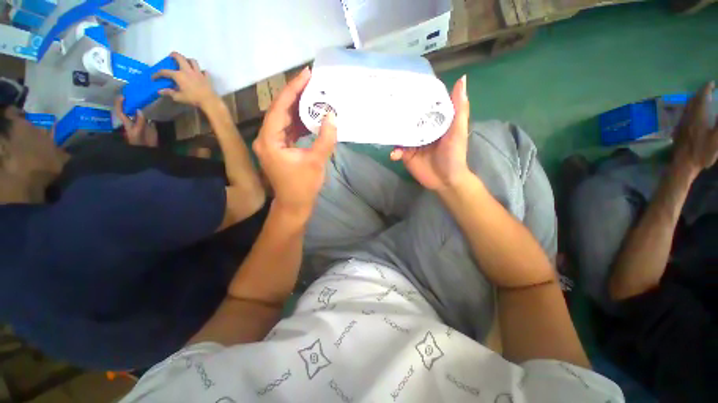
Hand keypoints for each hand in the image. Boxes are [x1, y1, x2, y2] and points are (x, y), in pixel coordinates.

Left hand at [114, 96, 157, 146]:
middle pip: (130, 110)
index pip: (121, 112)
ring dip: (142, 105)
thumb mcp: (138, 132)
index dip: (120, 104)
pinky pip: (150, 117)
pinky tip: (154, 107)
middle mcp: (134, 121)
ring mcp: (142, 123)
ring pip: (140, 112)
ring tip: (144, 98)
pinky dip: (151, 112)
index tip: (123, 96)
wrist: (149, 150)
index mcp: (128, 123)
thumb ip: (139, 122)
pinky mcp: (151, 125)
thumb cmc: (140, 142)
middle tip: (135, 93)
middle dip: (131, 102)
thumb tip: (139, 110)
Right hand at [154, 52, 217, 109]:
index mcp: (179, 75)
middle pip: (180, 58)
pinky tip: (200, 73)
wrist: (209, 101)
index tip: (153, 77)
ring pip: (193, 61)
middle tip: (171, 56)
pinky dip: (201, 71)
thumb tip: (159, 91)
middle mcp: (188, 71)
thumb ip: (169, 93)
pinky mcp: (206, 77)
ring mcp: (198, 73)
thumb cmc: (193, 99)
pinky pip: (204, 71)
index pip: (165, 72)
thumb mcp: (179, 97)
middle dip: (174, 55)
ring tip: (186, 62)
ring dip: (188, 60)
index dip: (157, 74)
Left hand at [253, 68, 336, 216]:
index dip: (293, 89)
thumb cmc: (303, 186)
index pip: (280, 108)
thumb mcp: (316, 161)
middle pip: (280, 110)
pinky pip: (288, 129)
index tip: (307, 74)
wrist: (294, 204)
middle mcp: (266, 138)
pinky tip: (310, 115)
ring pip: (284, 119)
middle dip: (296, 95)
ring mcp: (271, 143)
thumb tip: (332, 116)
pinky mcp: (279, 148)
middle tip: (313, 82)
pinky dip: (299, 121)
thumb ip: (325, 138)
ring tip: (314, 95)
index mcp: (269, 140)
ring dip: (298, 108)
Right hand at [390, 76, 471, 190]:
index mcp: (434, 122)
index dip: (416, 97)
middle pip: (409, 119)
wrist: (446, 180)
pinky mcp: (406, 155)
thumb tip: (462, 78)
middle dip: (399, 114)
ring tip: (385, 128)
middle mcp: (422, 130)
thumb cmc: (454, 155)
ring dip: (393, 133)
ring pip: (400, 134)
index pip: (424, 106)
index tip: (404, 86)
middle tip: (387, 106)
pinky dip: (394, 152)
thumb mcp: (458, 130)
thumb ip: (459, 108)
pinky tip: (395, 154)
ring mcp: (413, 143)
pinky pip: (397, 151)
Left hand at [673, 81, 717, 174]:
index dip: (706, 89)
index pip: (701, 97)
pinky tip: (692, 111)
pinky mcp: (678, 131)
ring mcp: (681, 124)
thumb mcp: (716, 138)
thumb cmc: (702, 152)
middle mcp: (687, 117)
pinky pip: (684, 114)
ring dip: (694, 100)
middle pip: (692, 101)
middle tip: (707, 89)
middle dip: (700, 93)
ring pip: (687, 107)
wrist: (683, 165)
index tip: (711, 83)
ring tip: (701, 97)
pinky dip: (690, 108)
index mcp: (697, 116)